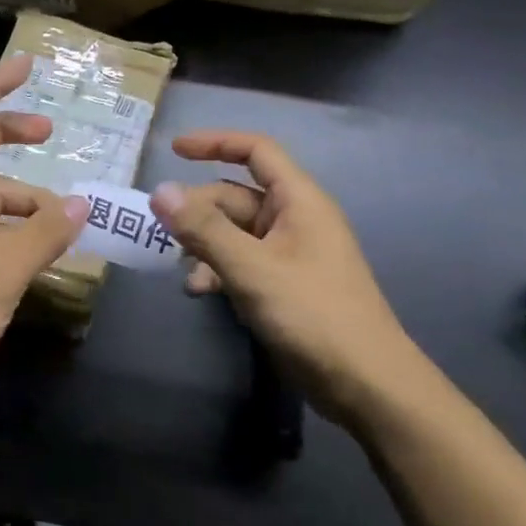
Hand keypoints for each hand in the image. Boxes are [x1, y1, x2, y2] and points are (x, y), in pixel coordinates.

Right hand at [150, 131, 415, 427]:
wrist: (365, 382)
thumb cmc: (313, 314)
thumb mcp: (252, 268)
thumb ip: (205, 229)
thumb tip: (160, 191)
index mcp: (298, 200)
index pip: (256, 151)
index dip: (215, 143)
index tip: (174, 150)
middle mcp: (294, 219)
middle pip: (236, 196)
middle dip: (199, 210)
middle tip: (162, 232)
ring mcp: (290, 254)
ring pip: (235, 232)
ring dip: (204, 244)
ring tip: (179, 267)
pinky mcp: (284, 285)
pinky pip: (243, 262)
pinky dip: (219, 270)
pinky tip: (198, 291)